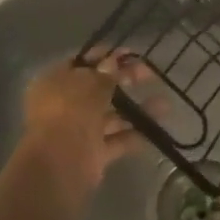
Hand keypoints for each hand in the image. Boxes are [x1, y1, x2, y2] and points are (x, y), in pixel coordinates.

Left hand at [16, 55, 141, 208]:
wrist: (59, 165)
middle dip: (124, 80)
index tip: (129, 53)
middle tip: (149, 73)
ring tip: (164, 105)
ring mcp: (79, 131)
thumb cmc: (70, 112)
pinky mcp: (92, 154)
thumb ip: (105, 74)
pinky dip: (134, 135)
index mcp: (55, 82)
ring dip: (135, 109)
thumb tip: (113, 61)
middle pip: (98, 88)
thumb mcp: (90, 85)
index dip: (104, 57)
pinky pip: (116, 141)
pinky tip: (155, 129)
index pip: (81, 63)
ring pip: (110, 115)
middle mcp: (64, 105)